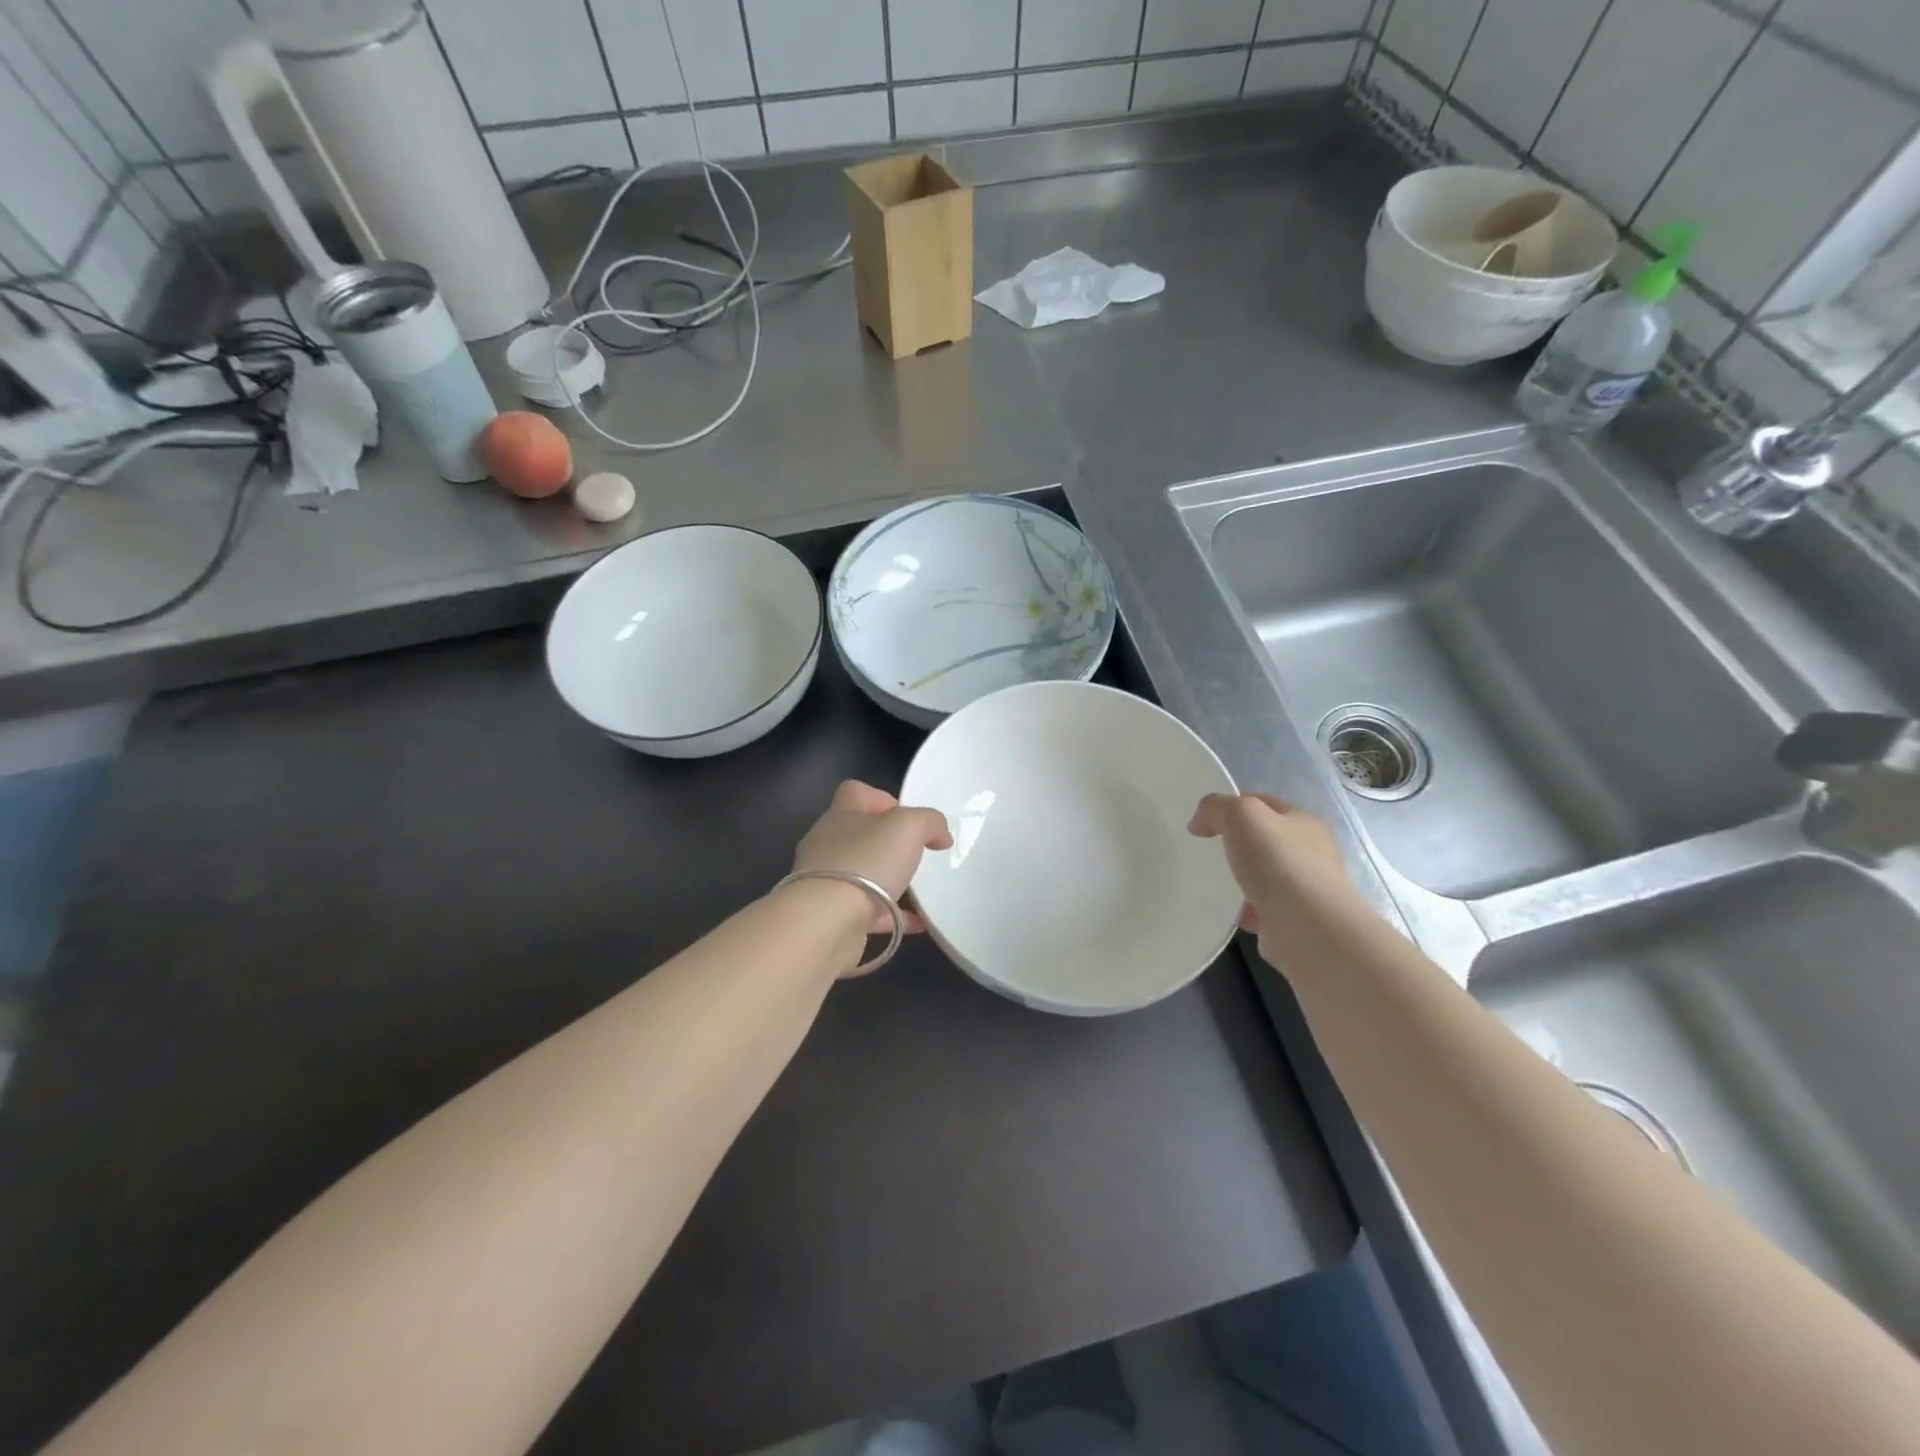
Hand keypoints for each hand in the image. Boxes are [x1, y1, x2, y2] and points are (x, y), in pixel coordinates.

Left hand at [792, 780, 953, 936]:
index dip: (883, 799)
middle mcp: (827, 845)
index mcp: (841, 816)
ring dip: (890, 881)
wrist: (826, 923)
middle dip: (889, 844)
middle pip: (859, 834)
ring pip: (862, 874)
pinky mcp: (830, 916)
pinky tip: (918, 923)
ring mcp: (826, 882)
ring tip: (920, 891)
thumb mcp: (909, 827)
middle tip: (917, 856)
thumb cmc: (866, 862)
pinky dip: (892, 915)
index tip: (908, 819)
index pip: (855, 792)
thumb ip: (930, 822)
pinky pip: (867, 911)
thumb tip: (940, 835)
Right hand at [1188, 793, 1372, 965]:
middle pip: (1265, 839)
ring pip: (1264, 875)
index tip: (1204, 822)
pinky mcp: (1296, 921)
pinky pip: (1263, 908)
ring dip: (1241, 879)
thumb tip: (1199, 824)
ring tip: (1214, 883)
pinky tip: (1231, 912)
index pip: (1264, 803)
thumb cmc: (1279, 863)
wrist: (1309, 929)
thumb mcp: (1241, 815)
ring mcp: (1306, 889)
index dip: (1232, 805)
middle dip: (1236, 844)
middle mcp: (1311, 853)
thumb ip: (1215, 807)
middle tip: (1207, 851)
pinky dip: (1245, 910)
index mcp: (1304, 822)